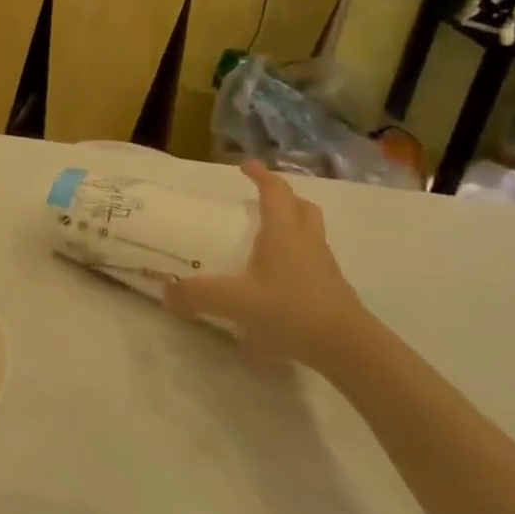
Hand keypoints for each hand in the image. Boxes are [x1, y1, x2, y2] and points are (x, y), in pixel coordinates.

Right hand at [163, 161, 372, 370]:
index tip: (246, 165)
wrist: (348, 348)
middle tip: (260, 199)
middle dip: (282, 197)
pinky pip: (312, 258)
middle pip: (301, 207)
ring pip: (310, 231)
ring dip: (293, 224)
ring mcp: (323, 265)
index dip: (261, 175)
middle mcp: (306, 240)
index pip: (275, 191)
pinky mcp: (331, 288)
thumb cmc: (290, 310)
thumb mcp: (234, 302)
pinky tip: (277, 275)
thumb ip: (197, 295)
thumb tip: (166, 293)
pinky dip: (296, 255)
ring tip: (268, 234)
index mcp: (284, 231)